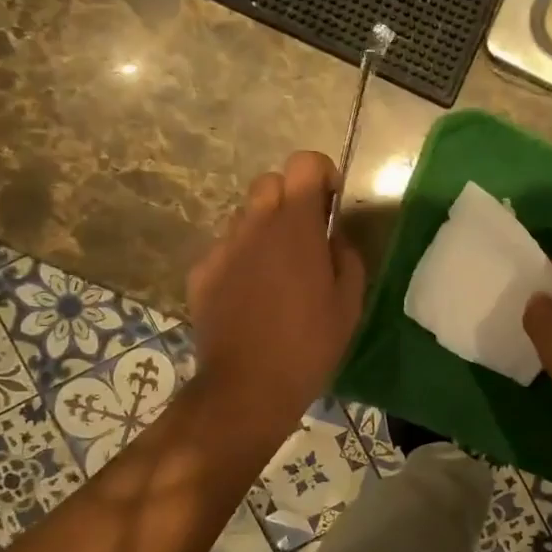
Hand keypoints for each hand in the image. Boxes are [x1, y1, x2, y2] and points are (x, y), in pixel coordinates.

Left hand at [187, 151, 366, 431]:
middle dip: (291, 199)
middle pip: (270, 182)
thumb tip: (334, 237)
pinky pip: (226, 250)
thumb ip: (346, 257)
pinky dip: (242, 260)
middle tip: (306, 238)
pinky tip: (251, 297)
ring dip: (265, 230)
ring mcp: (223, 248)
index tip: (330, 206)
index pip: (304, 163)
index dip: (322, 175)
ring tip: (278, 272)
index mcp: (296, 226)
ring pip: (245, 216)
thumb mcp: (349, 303)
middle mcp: (255, 225)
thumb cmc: (309, 345)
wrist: (247, 387)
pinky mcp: (202, 273)